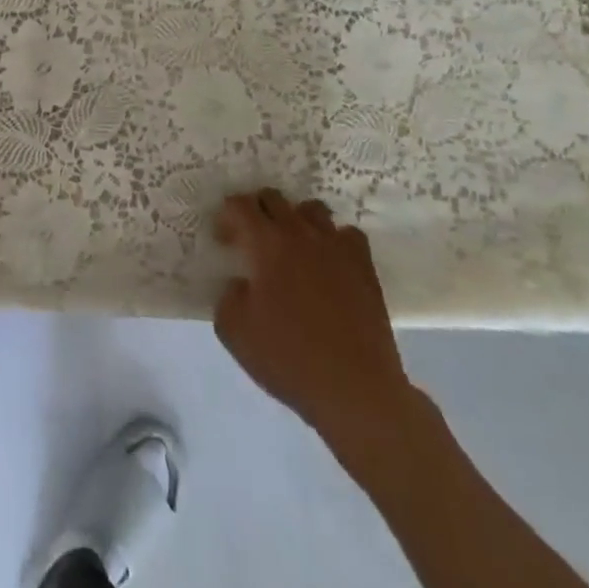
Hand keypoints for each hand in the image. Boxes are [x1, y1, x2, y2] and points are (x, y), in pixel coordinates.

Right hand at [214, 191, 422, 464]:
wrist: (355, 389)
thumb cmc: (289, 359)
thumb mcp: (234, 332)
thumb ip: (227, 295)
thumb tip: (240, 282)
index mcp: (266, 243)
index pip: (239, 205)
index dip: (226, 217)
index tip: (224, 241)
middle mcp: (300, 233)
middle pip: (273, 198)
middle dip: (256, 211)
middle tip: (252, 241)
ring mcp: (335, 246)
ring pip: (310, 209)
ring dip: (295, 220)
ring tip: (291, 248)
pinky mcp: (363, 265)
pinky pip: (346, 234)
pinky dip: (333, 240)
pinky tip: (328, 263)